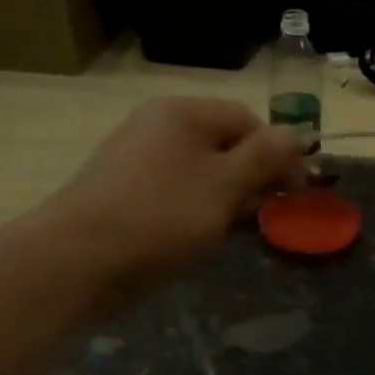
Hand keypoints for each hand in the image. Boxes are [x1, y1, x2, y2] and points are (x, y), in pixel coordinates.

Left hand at [39, 98, 304, 305]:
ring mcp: (138, 161)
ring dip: (227, 199)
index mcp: (182, 114)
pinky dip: (197, 212)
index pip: (248, 120)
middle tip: (266, 215)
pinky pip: (176, 194)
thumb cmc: (161, 216)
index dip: (278, 153)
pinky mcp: (125, 194)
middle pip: (224, 145)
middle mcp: (158, 127)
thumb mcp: (225, 185)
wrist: (77, 260)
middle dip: (253, 179)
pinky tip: (201, 239)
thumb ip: (264, 158)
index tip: (295, 192)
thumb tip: (297, 135)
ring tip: (235, 231)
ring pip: (201, 173)